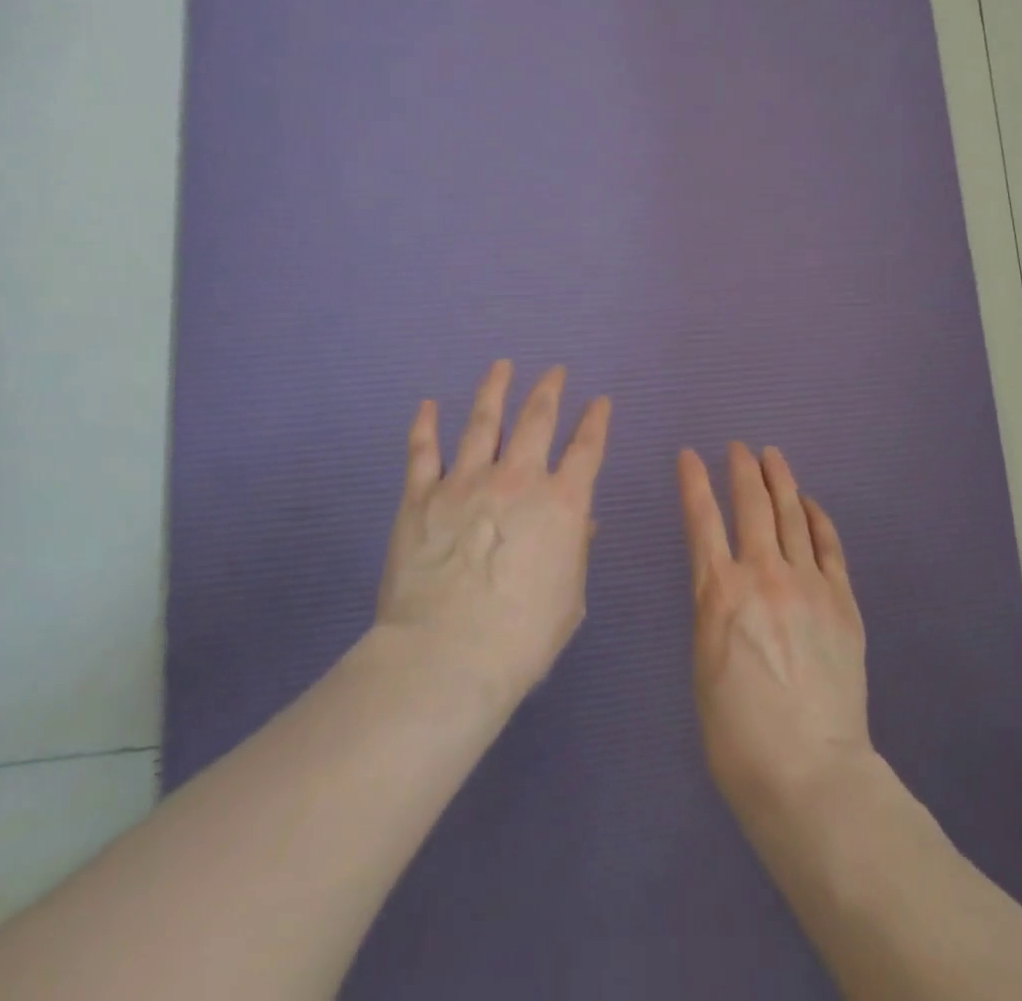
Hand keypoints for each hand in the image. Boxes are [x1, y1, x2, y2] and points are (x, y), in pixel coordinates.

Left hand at [376, 361, 611, 706]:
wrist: (446, 656)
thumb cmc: (521, 638)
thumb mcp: (568, 600)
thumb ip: (575, 553)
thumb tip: (584, 523)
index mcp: (561, 504)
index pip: (587, 449)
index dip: (596, 421)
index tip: (600, 401)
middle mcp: (518, 479)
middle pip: (537, 419)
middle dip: (549, 390)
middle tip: (555, 371)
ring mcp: (466, 482)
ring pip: (482, 421)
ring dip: (494, 390)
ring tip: (501, 366)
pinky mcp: (421, 496)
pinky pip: (423, 451)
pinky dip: (425, 425)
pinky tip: (427, 405)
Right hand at [679, 442, 871, 822]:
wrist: (809, 773)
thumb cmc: (737, 735)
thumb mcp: (703, 665)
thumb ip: (714, 613)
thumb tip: (724, 585)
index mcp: (719, 593)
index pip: (702, 520)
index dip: (694, 482)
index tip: (689, 455)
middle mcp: (763, 575)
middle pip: (752, 505)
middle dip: (742, 469)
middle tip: (738, 448)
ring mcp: (808, 584)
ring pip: (792, 515)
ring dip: (780, 480)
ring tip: (772, 456)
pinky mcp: (842, 601)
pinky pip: (829, 545)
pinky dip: (818, 517)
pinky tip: (810, 503)